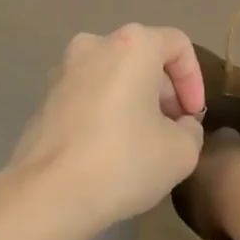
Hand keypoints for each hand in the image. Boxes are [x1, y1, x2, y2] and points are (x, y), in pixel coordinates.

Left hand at [8, 24, 207, 233]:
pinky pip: (88, 95)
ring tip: (142, 142)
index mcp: (132, 45)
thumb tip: (179, 126)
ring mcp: (63, 70)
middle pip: (143, 58)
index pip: (177, 45)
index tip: (193, 117)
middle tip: (172, 130)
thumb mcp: (181, 151)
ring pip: (113, 75)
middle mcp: (95, 45)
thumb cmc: (123, 161)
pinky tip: (109, 150)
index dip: (194, 80)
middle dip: (164, 92)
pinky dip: (105, 112)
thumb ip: (190, 129)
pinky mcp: (45, 98)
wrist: (47, 194)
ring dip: (134, 101)